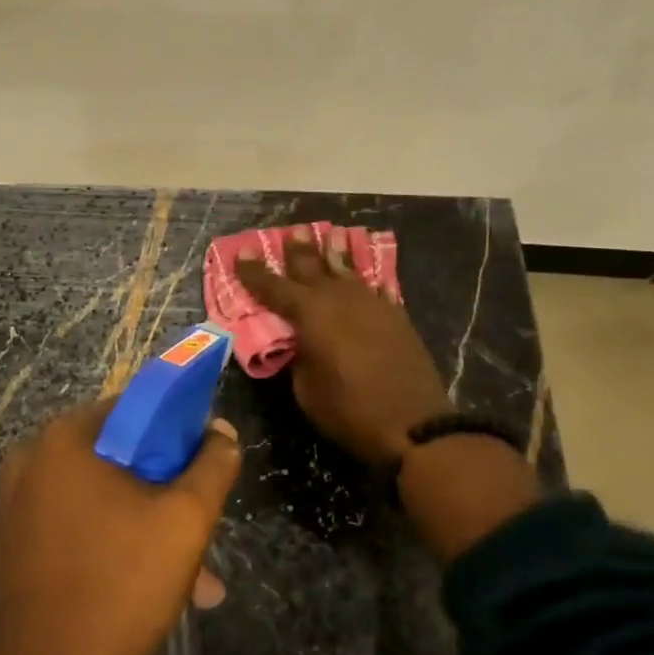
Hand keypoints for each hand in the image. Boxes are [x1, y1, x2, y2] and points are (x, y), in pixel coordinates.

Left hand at [0, 402, 240, 654]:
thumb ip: (212, 466)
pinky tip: (141, 590)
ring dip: (144, 530)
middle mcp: (29, 461)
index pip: (134, 410)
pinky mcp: (8, 546)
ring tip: (192, 584)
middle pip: (115, 459)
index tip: (203, 470)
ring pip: (97, 500)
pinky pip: (71, 528)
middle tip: (200, 536)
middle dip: (165, 496)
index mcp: (64, 439)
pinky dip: (107, 546)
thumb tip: (221, 431)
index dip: (177, 434)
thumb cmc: (119, 587)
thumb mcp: (184, 522)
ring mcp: (12, 506)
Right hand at [235, 227, 449, 466]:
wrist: (412, 424)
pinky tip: (365, 277)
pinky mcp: (395, 316)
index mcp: (310, 314)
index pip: (273, 286)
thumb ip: (298, 357)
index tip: (241, 251)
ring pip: (348, 271)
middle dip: (299, 250)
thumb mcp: (306, 389)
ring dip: (335, 254)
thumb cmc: (348, 410)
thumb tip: (300, 342)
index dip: (254, 270)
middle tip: (292, 231)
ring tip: (330, 235)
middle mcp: (339, 299)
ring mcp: (371, 304)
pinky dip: (365, 281)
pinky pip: (374, 289)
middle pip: (313, 267)